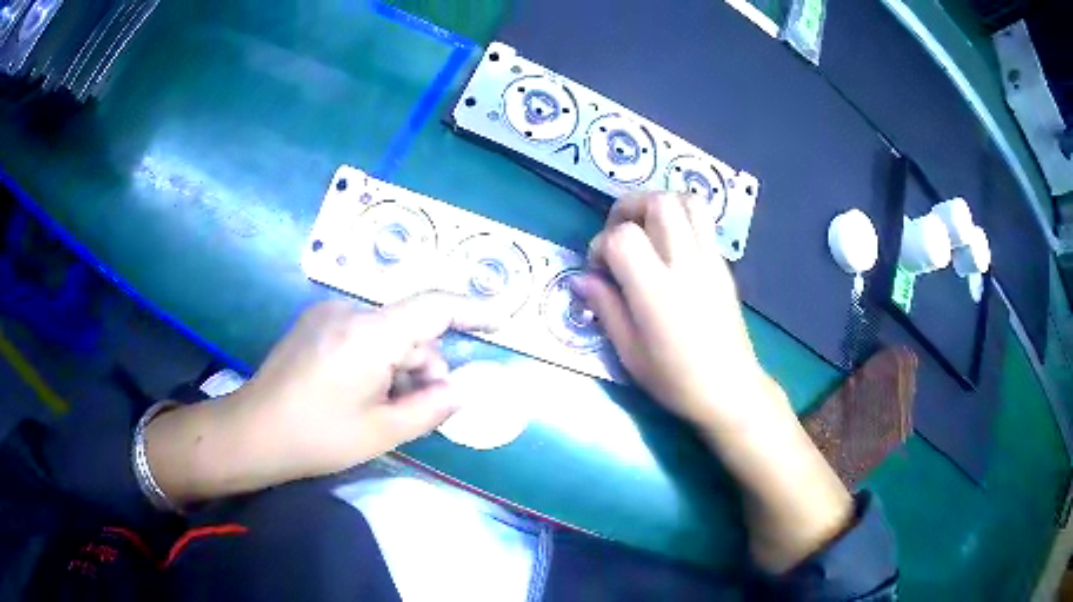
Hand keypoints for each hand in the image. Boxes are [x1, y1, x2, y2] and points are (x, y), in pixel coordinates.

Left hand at [146, 292, 491, 502]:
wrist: (251, 433)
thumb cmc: (317, 436)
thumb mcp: (382, 431)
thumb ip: (431, 407)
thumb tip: (460, 390)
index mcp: (368, 333)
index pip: (433, 307)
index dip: (472, 309)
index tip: (501, 317)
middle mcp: (348, 310)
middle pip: (408, 329)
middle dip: (424, 366)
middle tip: (425, 408)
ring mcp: (327, 315)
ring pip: (384, 334)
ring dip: (397, 367)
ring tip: (383, 409)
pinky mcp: (313, 325)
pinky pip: (361, 335)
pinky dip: (374, 360)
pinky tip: (360, 394)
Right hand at [574, 193, 768, 430]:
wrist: (730, 389)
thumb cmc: (675, 379)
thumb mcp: (629, 352)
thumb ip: (605, 308)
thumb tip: (583, 278)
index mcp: (657, 290)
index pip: (623, 237)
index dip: (600, 244)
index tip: (598, 269)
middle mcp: (686, 264)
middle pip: (659, 202)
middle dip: (629, 207)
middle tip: (618, 233)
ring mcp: (710, 260)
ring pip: (687, 201)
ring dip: (659, 205)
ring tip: (646, 229)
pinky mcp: (723, 264)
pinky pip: (703, 222)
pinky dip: (681, 219)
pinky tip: (669, 248)